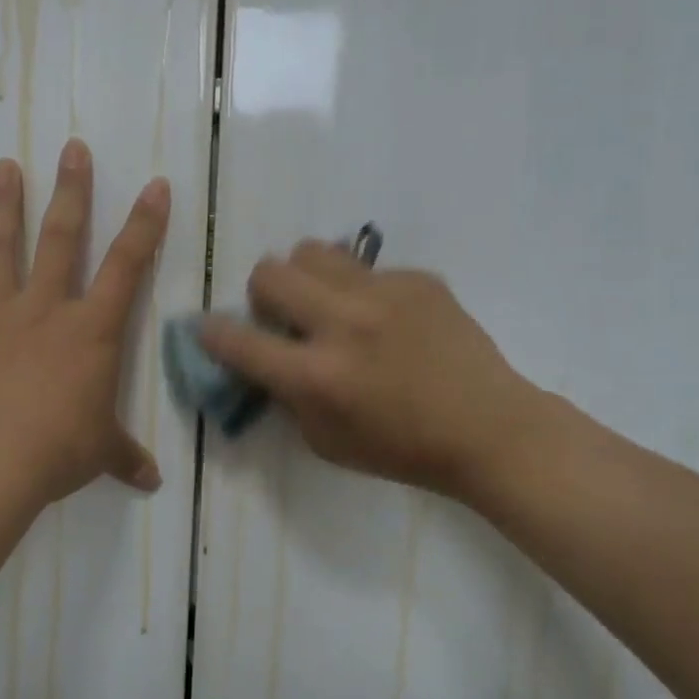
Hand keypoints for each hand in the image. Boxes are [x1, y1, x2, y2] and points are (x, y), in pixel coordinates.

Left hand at [0, 139, 169, 514]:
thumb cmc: (57, 451)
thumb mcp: (99, 453)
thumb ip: (124, 457)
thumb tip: (150, 481)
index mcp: (90, 330)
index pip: (126, 267)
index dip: (145, 225)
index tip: (156, 184)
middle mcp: (44, 311)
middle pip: (60, 238)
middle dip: (70, 190)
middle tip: (71, 147)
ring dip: (2, 207)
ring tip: (3, 165)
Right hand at [200, 242, 545, 502]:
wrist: (489, 429)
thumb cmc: (401, 448)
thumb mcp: (325, 441)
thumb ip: (285, 395)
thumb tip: (262, 357)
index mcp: (317, 375)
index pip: (239, 341)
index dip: (212, 333)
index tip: (209, 329)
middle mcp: (343, 323)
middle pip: (269, 273)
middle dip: (262, 294)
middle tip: (283, 316)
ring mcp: (383, 293)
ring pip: (312, 250)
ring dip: (305, 276)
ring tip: (326, 302)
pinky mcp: (416, 278)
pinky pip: (364, 267)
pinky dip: (358, 289)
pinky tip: (384, 318)